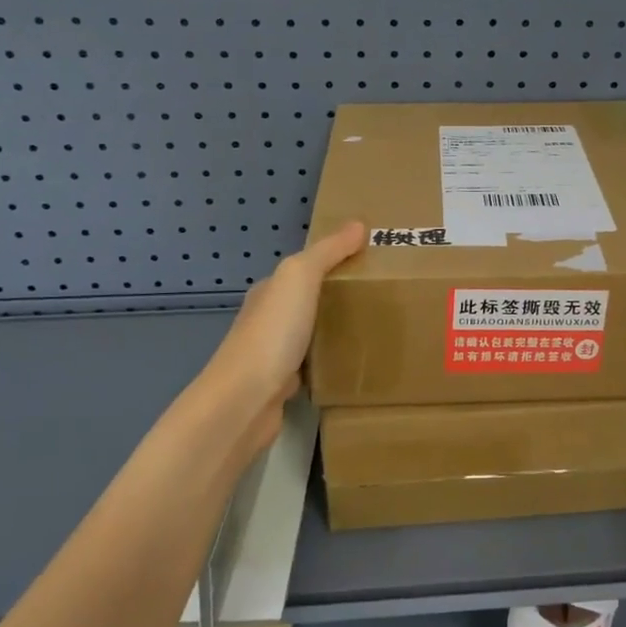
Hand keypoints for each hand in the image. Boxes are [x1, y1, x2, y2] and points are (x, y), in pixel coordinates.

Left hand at [192, 220, 366, 453]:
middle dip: (338, 296)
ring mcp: (274, 355)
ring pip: (311, 334)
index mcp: (270, 291)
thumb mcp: (299, 277)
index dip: (333, 260)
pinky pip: (313, 366)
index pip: (304, 268)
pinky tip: (353, 363)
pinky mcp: (282, 387)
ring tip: (375, 327)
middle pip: (308, 301)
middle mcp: (268, 319)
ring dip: (335, 330)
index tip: (369, 260)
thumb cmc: (272, 333)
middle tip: (382, 294)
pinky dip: (330, 361)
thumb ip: (327, 251)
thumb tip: (358, 224)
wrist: (243, 402)